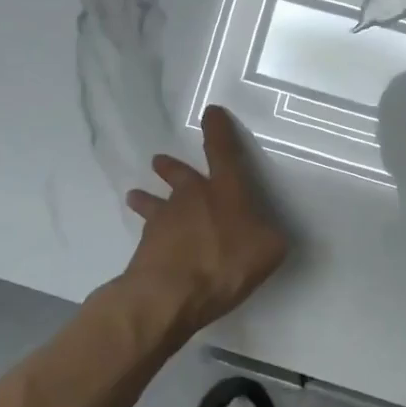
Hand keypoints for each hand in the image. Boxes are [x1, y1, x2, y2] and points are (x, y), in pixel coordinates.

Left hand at [123, 106, 288, 330]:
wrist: (168, 294)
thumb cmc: (225, 262)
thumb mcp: (269, 250)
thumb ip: (270, 236)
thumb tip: (266, 233)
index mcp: (225, 190)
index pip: (223, 151)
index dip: (218, 130)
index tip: (211, 112)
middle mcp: (192, 197)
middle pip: (179, 174)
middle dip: (171, 166)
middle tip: (159, 160)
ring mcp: (164, 221)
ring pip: (153, 203)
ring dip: (146, 198)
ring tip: (135, 195)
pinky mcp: (145, 248)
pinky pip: (148, 235)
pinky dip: (149, 236)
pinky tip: (147, 244)